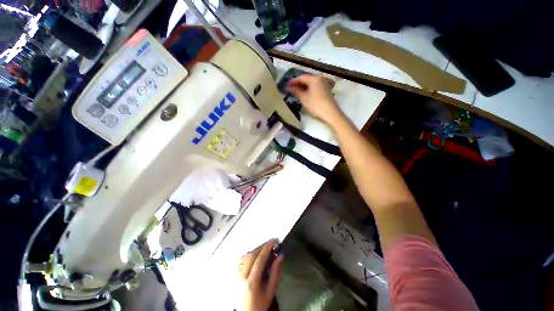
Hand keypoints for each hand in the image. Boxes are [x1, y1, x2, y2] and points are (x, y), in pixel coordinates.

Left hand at [238, 240, 283, 310]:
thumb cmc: (260, 304)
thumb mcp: (270, 291)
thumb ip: (275, 273)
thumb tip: (280, 255)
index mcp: (251, 282)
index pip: (259, 259)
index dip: (267, 248)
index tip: (275, 241)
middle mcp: (241, 276)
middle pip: (251, 255)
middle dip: (262, 246)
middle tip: (272, 243)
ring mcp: (236, 274)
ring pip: (246, 255)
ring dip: (256, 249)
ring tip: (266, 248)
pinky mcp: (234, 274)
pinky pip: (242, 259)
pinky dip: (250, 253)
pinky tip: (256, 254)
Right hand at [288, 74, 345, 127]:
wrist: (330, 113)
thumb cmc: (316, 104)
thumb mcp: (304, 98)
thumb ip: (296, 91)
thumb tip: (290, 88)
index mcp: (314, 78)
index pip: (301, 77)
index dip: (293, 81)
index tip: (287, 85)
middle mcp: (320, 78)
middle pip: (307, 79)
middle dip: (298, 84)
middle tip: (291, 88)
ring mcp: (324, 84)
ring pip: (311, 83)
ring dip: (304, 87)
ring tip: (297, 92)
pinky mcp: (326, 89)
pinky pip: (315, 86)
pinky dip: (309, 89)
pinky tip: (305, 94)